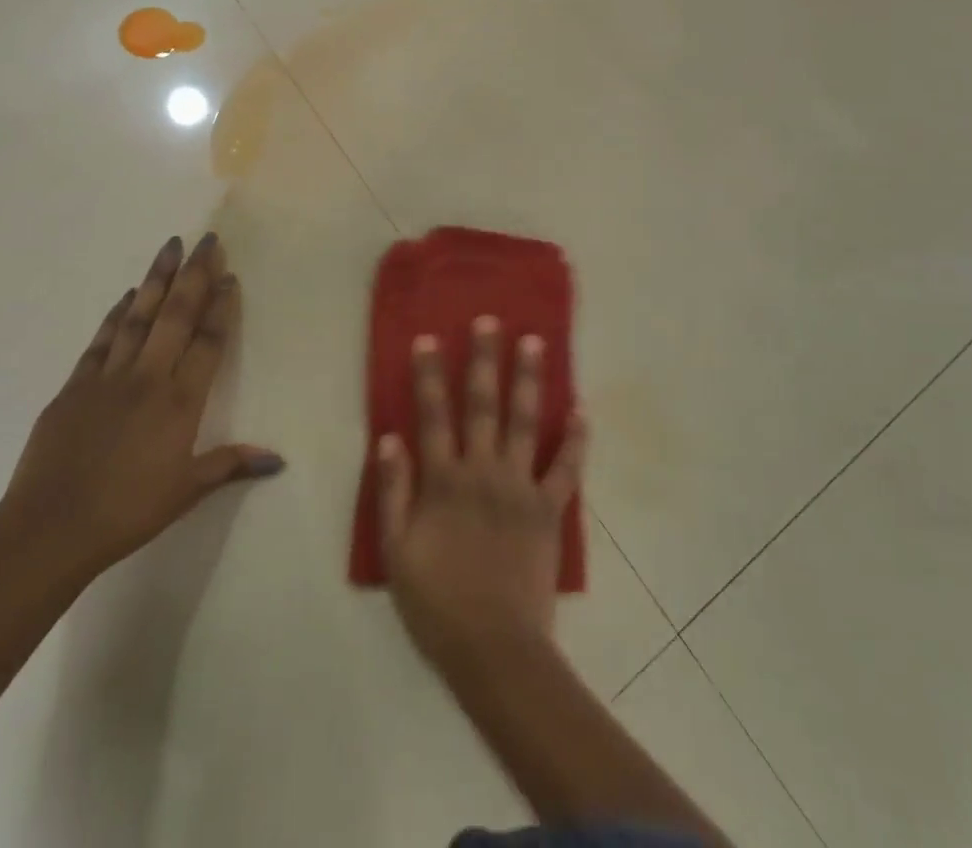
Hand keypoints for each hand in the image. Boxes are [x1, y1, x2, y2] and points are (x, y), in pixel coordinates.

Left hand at [0, 233, 283, 584]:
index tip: (229, 275)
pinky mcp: (74, 386)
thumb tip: (279, 460)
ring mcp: (108, 378)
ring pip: (138, 316)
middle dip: (194, 274)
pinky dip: (118, 314)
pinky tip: (129, 296)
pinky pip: (102, 340)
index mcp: (180, 402)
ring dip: (156, 279)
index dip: (221, 306)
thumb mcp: (186, 491)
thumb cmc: (127, 512)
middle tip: (207, 239)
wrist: (48, 529)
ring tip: (170, 246)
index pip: (208, 341)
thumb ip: (231, 464)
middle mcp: (147, 378)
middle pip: (175, 315)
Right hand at [376, 316, 586, 675]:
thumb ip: (392, 492)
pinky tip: (582, 409)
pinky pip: (567, 468)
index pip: (433, 416)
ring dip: (529, 380)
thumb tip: (389, 438)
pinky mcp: (550, 509)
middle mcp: (483, 472)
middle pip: (482, 405)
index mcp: (444, 481)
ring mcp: (520, 487)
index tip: (429, 339)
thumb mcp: (396, 552)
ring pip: (525, 422)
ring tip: (535, 343)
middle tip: (490, 322)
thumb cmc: (437, 603)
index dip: (429, 376)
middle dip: (484, 360)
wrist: (494, 650)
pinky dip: (576, 439)